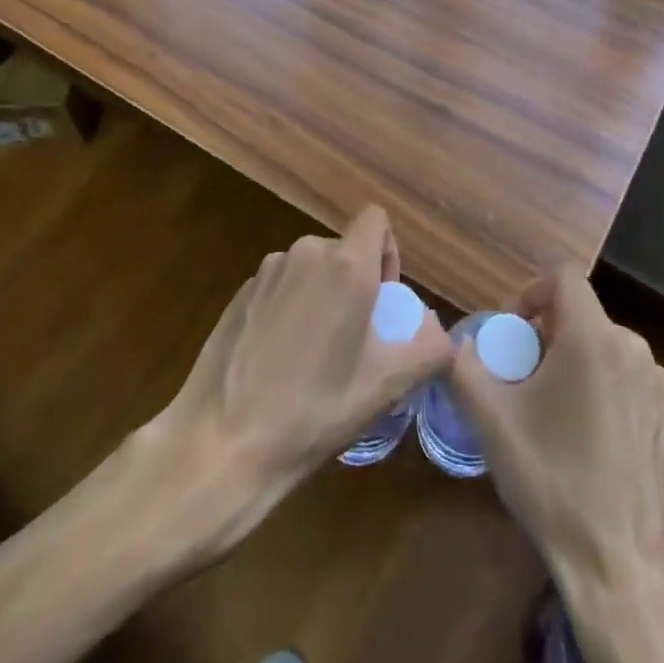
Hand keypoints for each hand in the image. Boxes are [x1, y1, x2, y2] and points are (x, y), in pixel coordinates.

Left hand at [140, 206, 451, 551]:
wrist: (221, 443)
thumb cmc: (313, 411)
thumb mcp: (384, 387)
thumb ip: (428, 350)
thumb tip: (442, 335)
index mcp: (345, 265)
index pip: (376, 219)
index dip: (388, 252)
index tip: (383, 300)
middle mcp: (305, 253)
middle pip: (344, 249)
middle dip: (356, 283)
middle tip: (354, 339)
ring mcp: (267, 271)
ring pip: (312, 268)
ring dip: (323, 296)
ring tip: (315, 355)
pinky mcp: (240, 292)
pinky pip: (281, 285)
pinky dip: (290, 307)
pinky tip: (279, 360)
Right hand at [451, 270, 663, 662]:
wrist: (623, 567)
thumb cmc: (554, 483)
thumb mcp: (493, 423)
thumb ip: (463, 368)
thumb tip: (453, 343)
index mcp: (594, 338)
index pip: (564, 277)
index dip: (533, 292)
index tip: (515, 332)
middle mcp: (634, 349)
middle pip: (583, 314)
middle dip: (549, 335)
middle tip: (525, 379)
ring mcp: (659, 385)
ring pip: (606, 347)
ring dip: (576, 362)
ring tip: (553, 412)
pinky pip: (628, 378)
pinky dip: (603, 388)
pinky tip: (589, 440)